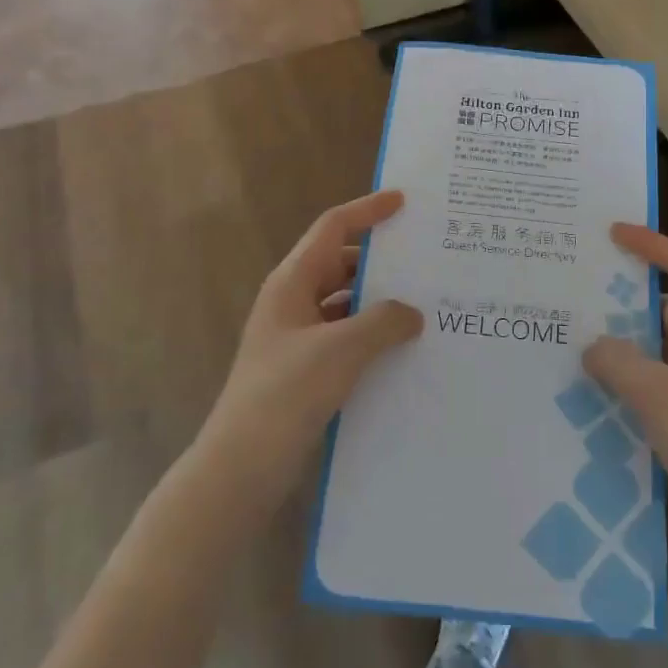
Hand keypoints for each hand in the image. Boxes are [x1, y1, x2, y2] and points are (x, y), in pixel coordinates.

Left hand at [197, 191, 421, 510]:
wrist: (241, 466)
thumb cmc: (286, 393)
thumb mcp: (341, 350)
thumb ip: (383, 322)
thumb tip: (412, 313)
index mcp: (292, 282)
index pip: (332, 228)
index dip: (367, 210)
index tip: (403, 202)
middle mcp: (293, 301)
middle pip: (341, 264)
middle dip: (380, 260)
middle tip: (425, 260)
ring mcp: (297, 337)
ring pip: (345, 303)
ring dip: (379, 302)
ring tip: (424, 305)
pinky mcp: (305, 369)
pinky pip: (345, 337)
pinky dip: (371, 335)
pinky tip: (402, 350)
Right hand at [584, 225, 667, 567]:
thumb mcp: (657, 396)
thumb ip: (618, 361)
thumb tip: (592, 344)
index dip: (652, 245)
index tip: (613, 233)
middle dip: (627, 298)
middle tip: (581, 291)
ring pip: (660, 345)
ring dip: (625, 341)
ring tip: (578, 338)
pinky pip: (658, 377)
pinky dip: (631, 374)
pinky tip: (597, 387)